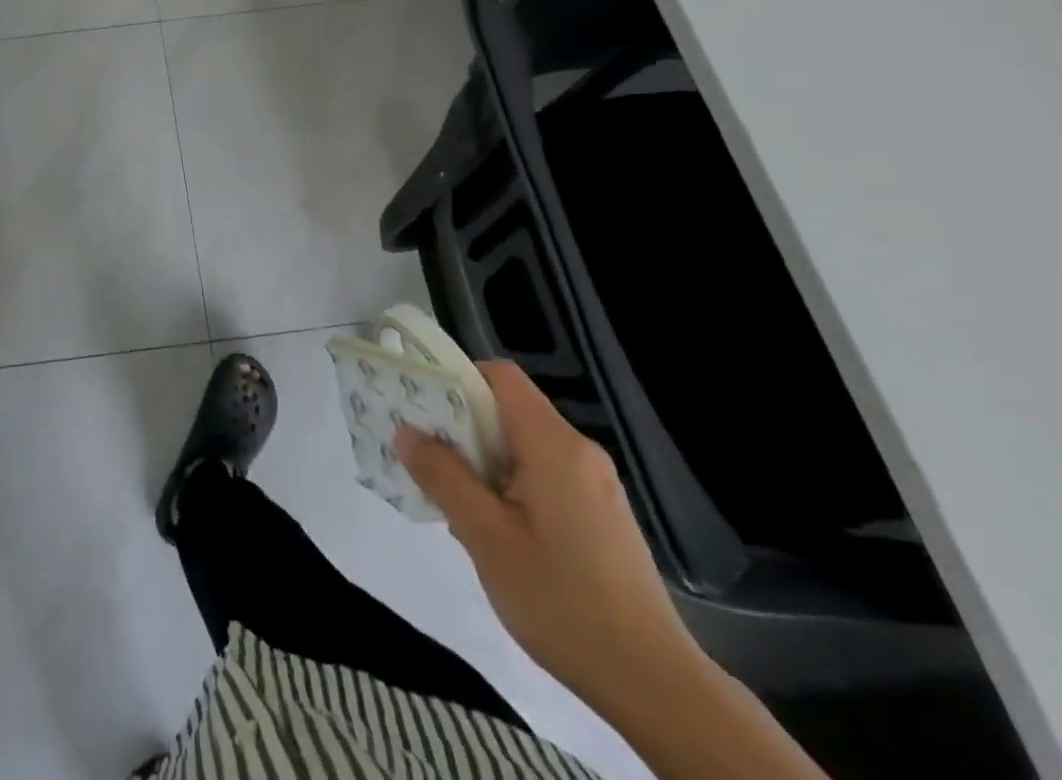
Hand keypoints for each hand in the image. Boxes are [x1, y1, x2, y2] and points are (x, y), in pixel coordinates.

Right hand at [394, 361, 704, 720]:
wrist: (655, 685)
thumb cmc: (562, 601)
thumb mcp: (486, 538)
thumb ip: (443, 477)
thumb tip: (406, 431)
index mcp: (554, 444)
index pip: (500, 376)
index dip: (457, 380)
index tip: (422, 408)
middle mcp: (579, 451)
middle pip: (509, 409)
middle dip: (463, 426)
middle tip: (427, 458)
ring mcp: (596, 484)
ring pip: (524, 445)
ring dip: (484, 460)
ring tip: (455, 499)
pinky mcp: (602, 514)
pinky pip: (544, 474)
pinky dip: (510, 484)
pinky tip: (495, 530)